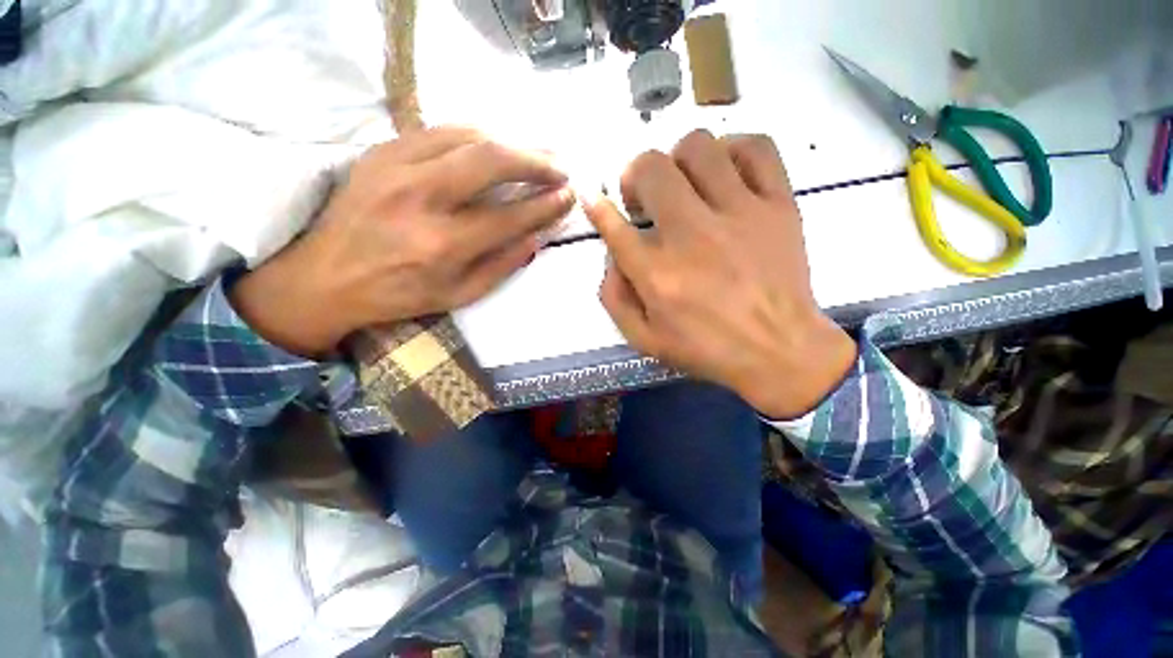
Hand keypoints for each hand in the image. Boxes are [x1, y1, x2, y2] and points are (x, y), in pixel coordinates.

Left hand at [231, 126, 573, 355]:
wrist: (325, 276)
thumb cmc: (400, 294)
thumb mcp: (459, 295)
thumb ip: (502, 265)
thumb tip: (537, 236)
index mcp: (443, 245)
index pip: (510, 215)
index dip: (546, 204)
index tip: (568, 196)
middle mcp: (421, 199)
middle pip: (491, 160)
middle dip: (535, 160)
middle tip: (559, 166)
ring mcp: (396, 167)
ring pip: (467, 136)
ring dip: (509, 142)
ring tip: (533, 154)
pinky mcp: (380, 151)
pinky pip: (439, 130)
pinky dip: (475, 136)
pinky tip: (493, 146)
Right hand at [584, 130, 855, 417]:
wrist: (780, 351)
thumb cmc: (708, 349)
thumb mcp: (645, 340)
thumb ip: (615, 299)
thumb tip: (610, 258)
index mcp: (657, 274)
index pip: (615, 225)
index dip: (598, 208)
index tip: (594, 199)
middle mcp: (692, 236)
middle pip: (651, 169)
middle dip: (635, 175)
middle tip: (644, 198)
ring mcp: (739, 215)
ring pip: (699, 147)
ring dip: (679, 160)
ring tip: (684, 184)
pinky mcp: (778, 206)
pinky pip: (756, 148)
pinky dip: (733, 149)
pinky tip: (726, 172)